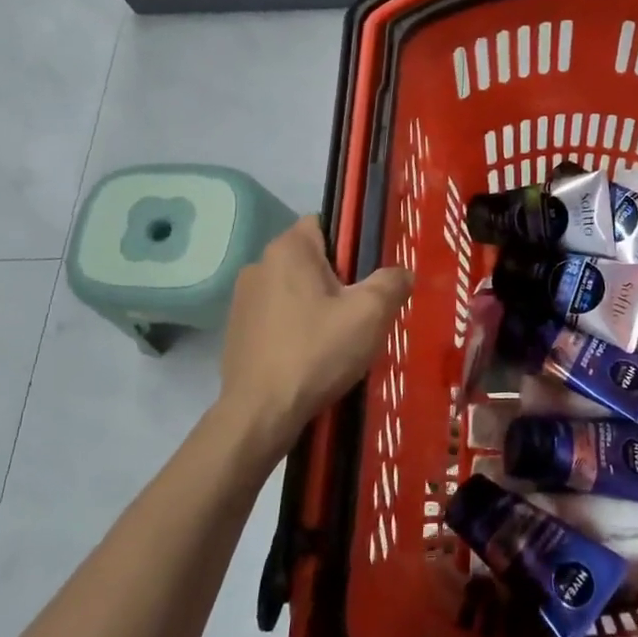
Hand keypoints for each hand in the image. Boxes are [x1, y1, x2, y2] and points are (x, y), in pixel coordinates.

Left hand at [217, 215, 411, 466]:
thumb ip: (392, 282)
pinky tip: (313, 356)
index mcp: (288, 249)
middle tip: (364, 310)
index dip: (353, 243)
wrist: (261, 414)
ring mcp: (243, 299)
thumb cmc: (317, 351)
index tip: (371, 272)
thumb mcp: (371, 313)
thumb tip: (401, 273)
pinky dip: (298, 327)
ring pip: (296, 290)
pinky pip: (279, 316)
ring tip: (341, 338)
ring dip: (318, 305)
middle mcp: (259, 264)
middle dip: (340, 279)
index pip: (326, 223)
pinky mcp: (237, 331)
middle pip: (312, 259)